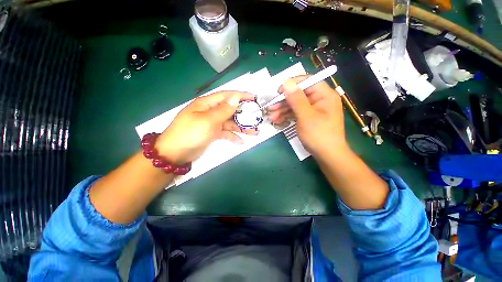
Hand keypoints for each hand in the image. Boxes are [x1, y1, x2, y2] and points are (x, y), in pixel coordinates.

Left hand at [155, 91, 257, 163]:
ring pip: (230, 123)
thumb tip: (236, 98)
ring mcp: (212, 123)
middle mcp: (210, 111)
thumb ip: (223, 110)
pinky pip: (225, 133)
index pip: (227, 96)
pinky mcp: (212, 133)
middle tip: (257, 118)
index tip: (254, 98)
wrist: (175, 153)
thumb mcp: (207, 121)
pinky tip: (241, 141)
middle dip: (244, 114)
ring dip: (241, 127)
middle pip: (230, 110)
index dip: (241, 96)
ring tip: (254, 132)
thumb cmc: (190, 133)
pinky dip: (233, 136)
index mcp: (207, 104)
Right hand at [268, 76, 346, 156]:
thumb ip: (296, 99)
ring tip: (271, 117)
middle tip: (270, 107)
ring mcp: (313, 110)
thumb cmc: (319, 135)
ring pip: (295, 105)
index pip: (308, 82)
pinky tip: (277, 121)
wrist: (327, 156)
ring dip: (282, 110)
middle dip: (283, 102)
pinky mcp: (308, 118)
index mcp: (324, 95)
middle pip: (299, 95)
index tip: (278, 91)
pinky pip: (296, 113)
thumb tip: (286, 82)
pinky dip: (287, 116)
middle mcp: (319, 100)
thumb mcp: (306, 116)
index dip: (292, 84)